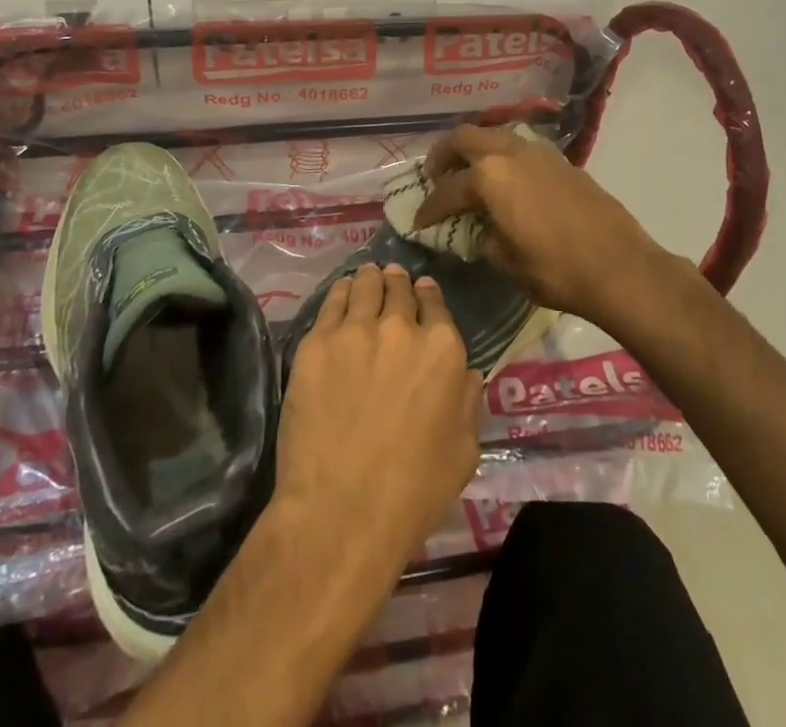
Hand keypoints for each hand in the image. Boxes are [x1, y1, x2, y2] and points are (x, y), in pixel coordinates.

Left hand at [275, 264, 481, 571]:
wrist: (341, 510)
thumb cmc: (412, 492)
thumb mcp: (463, 453)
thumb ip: (468, 402)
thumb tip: (467, 373)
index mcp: (443, 351)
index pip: (436, 305)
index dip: (428, 296)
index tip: (422, 292)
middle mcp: (402, 328)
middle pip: (399, 289)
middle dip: (398, 283)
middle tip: (392, 279)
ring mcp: (355, 330)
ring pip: (366, 285)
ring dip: (371, 279)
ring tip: (367, 276)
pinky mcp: (317, 341)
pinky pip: (333, 301)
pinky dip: (342, 291)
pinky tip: (343, 291)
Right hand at [412, 123, 667, 323]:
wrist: (620, 268)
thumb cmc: (555, 269)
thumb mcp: (505, 261)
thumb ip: (481, 237)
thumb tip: (475, 230)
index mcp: (489, 176)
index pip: (447, 189)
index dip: (428, 208)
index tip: (418, 222)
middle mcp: (510, 152)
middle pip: (465, 138)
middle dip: (443, 154)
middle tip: (434, 174)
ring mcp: (539, 152)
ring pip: (495, 135)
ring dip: (475, 150)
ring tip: (468, 174)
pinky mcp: (562, 161)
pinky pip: (520, 148)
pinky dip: (502, 158)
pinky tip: (506, 182)